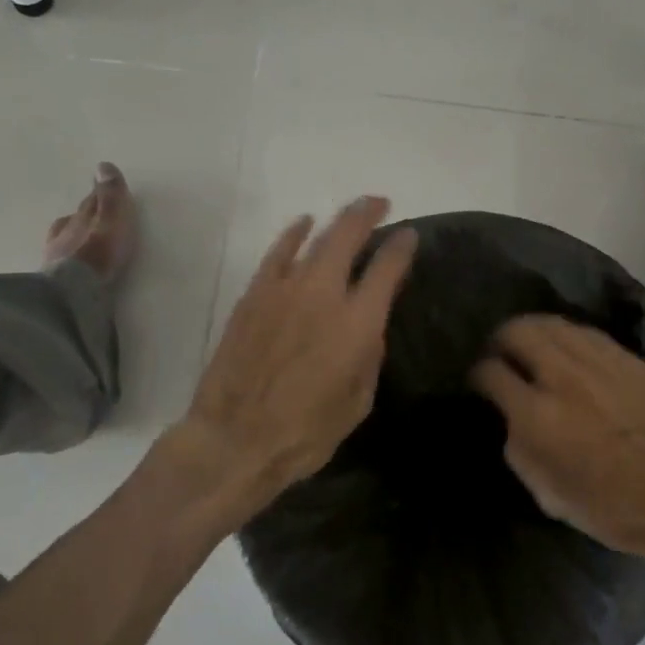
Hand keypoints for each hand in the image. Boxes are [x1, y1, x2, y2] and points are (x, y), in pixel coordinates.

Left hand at [179, 197, 416, 526]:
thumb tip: (368, 326)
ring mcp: (284, 290)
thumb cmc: (305, 432)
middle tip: (380, 204)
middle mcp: (323, 295)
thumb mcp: (358, 402)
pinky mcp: (254, 295)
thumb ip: (368, 355)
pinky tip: (303, 226)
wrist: (234, 440)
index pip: (387, 268)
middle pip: (348, 236)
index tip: (410, 236)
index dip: (402, 246)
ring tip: (350, 211)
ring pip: (315, 238)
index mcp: (357, 323)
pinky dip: (293, 235)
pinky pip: (277, 253)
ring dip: (337, 220)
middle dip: (368, 213)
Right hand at [470, 315, 644, 566]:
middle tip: (501, 355)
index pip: (490, 372)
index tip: (481, 383)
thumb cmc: (613, 509)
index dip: (477, 375)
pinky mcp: (628, 359)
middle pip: (517, 331)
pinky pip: (585, 332)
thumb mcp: (548, 495)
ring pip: (551, 323)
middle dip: (500, 340)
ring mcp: (599, 362)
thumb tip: (511, 418)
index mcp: (538, 415)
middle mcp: (563, 377)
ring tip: (531, 347)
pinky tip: (568, 352)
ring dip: (532, 331)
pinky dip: (566, 336)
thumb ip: (519, 449)